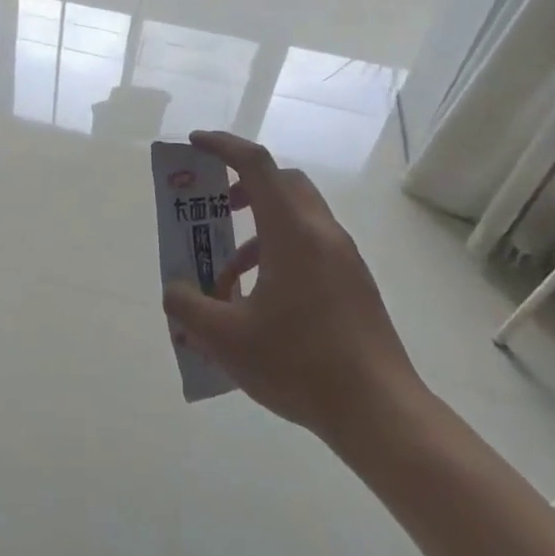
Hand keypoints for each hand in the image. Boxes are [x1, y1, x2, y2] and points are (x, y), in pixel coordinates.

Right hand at [163, 131, 425, 443]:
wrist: (380, 412)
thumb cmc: (299, 364)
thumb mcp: (226, 339)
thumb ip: (188, 308)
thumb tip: (174, 291)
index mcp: (292, 232)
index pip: (256, 165)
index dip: (223, 146)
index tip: (195, 144)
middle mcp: (322, 233)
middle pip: (282, 185)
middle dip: (243, 189)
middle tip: (216, 211)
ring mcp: (345, 259)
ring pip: (296, 221)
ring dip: (257, 235)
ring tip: (226, 281)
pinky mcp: (355, 285)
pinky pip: (311, 249)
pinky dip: (279, 257)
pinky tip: (260, 307)